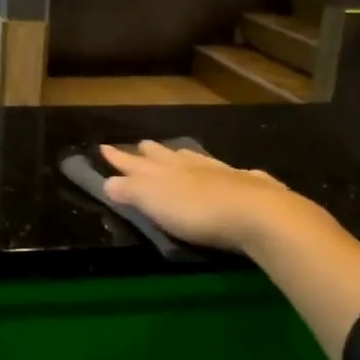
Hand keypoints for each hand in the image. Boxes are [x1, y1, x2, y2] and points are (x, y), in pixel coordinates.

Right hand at [99, 141, 321, 253]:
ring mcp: (222, 173)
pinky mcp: (250, 186)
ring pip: (197, 159)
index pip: (134, 163)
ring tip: (177, 153)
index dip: (118, 158)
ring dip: (184, 156)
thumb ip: (130, 190)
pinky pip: (232, 173)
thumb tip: (108, 180)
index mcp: (164, 171)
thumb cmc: (196, 211)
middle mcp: (191, 166)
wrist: (256, 214)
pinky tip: (233, 173)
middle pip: (165, 156)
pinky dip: (225, 171)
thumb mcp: (153, 201)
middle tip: (141, 145)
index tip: (104, 147)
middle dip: (150, 152)